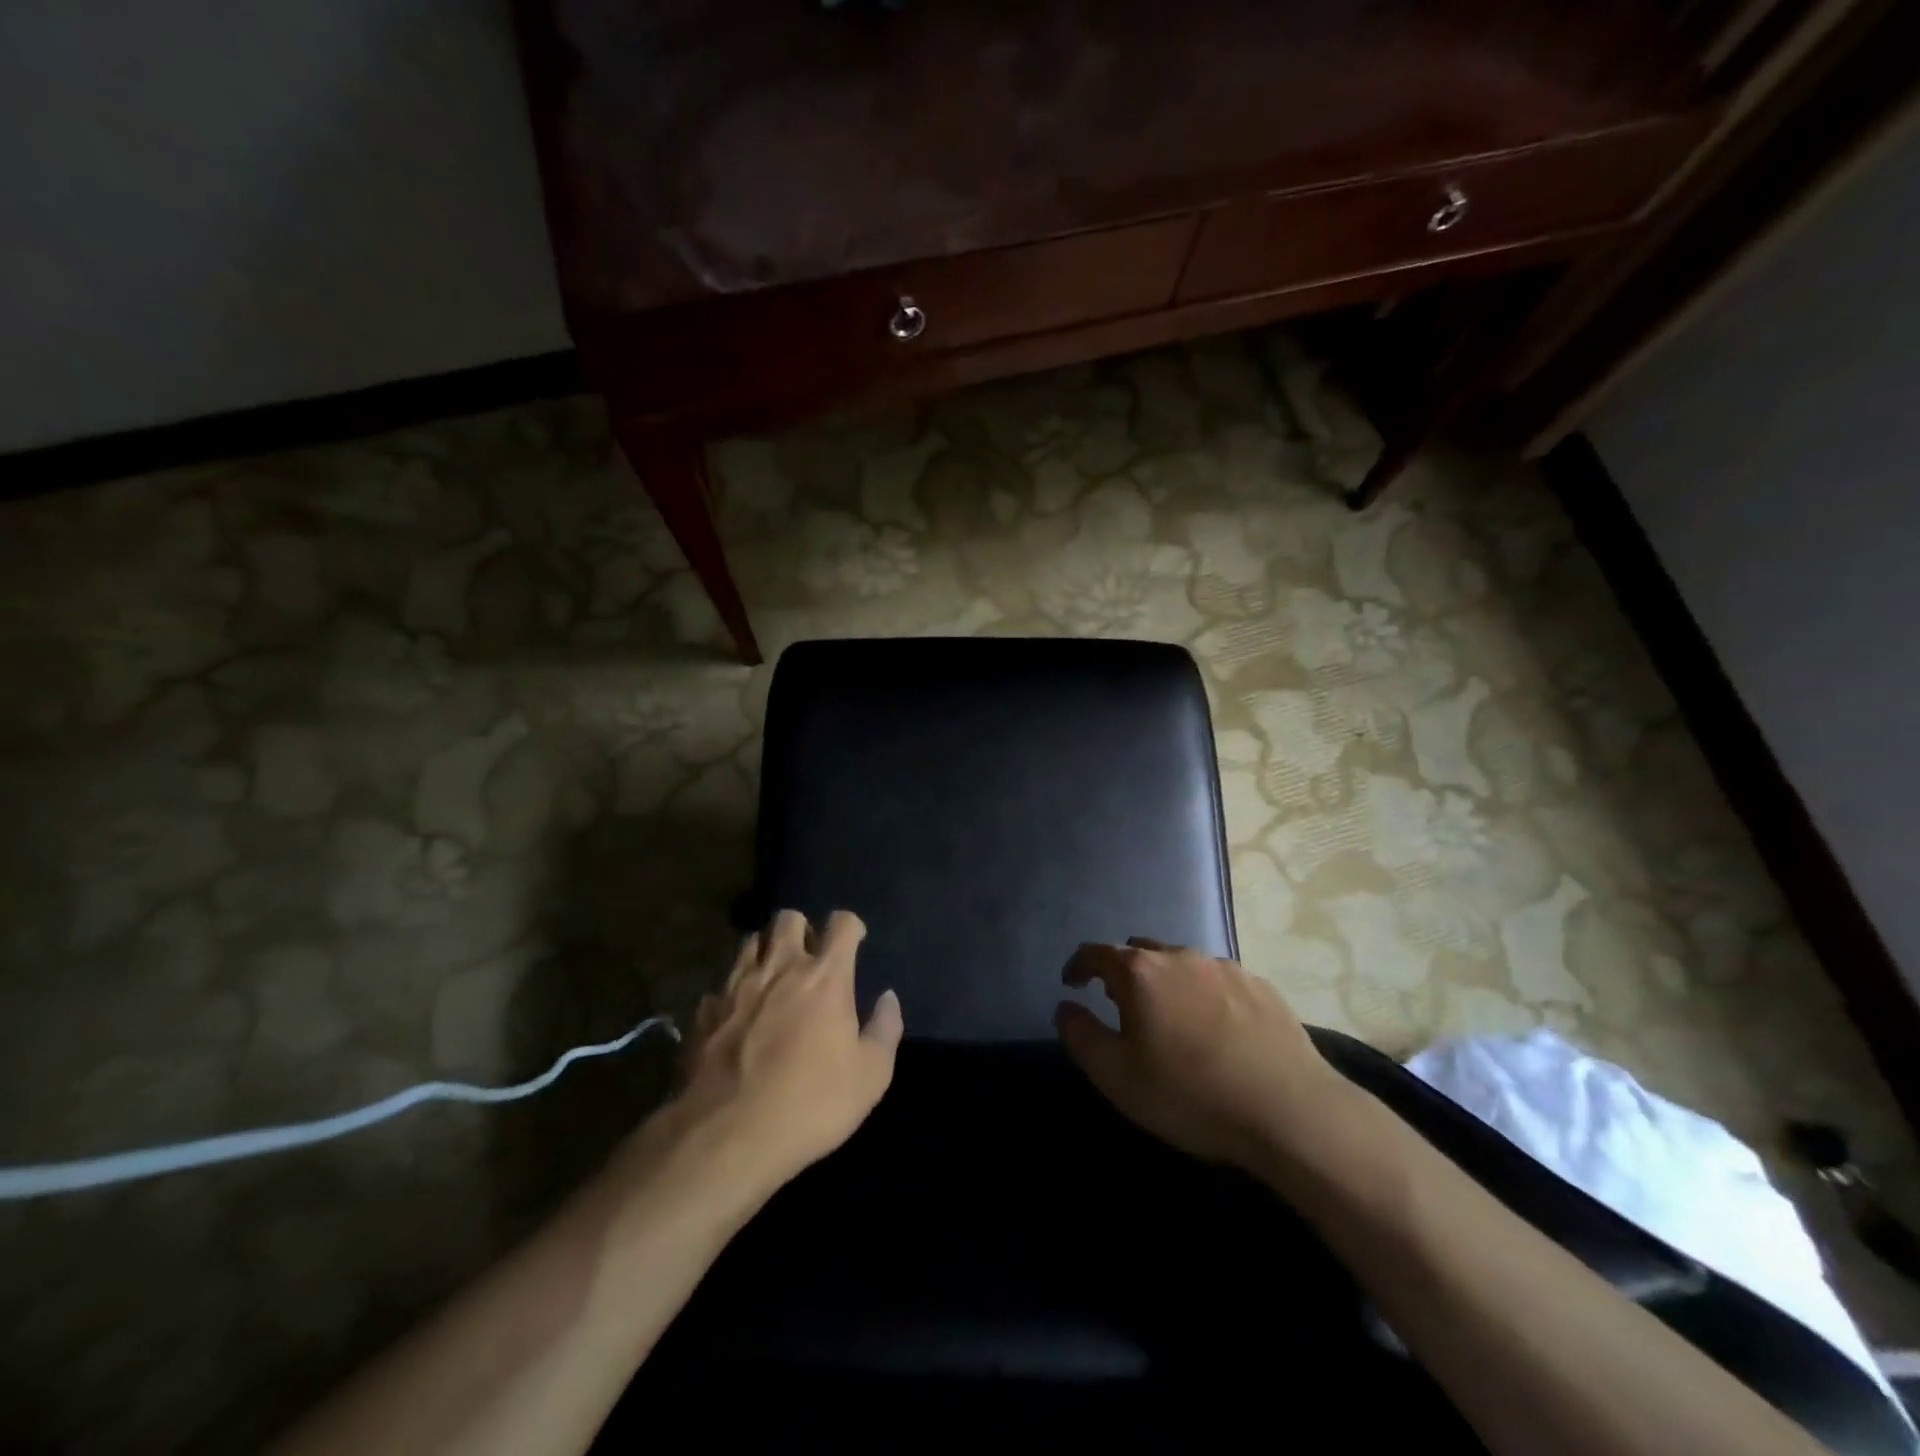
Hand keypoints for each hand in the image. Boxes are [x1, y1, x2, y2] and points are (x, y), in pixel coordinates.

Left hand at [664, 909, 902, 1198]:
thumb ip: (885, 1029)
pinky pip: (721, 984)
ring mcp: (736, 986)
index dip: (851, 927)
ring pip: (750, 942)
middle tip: (809, 958)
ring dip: (766, 952)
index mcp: (825, 976)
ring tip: (773, 978)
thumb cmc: (810, 1104)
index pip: (841, 923)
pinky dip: (733, 992)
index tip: (855, 942)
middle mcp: (779, 967)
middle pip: (788, 918)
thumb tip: (888, 998)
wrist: (726, 1137)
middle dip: (802, 929)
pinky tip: (738, 1016)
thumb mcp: (870, 1076)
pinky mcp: (704, 1011)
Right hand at [1054, 938, 1347, 1171]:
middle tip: (1122, 1007)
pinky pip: (1219, 981)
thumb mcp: (1116, 1076)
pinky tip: (1217, 1030)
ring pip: (1182, 965)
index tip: (1072, 983)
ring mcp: (1226, 968)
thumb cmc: (1190, 1095)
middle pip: (1140, 953)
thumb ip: (1080, 1035)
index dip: (1078, 965)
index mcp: (1141, 972)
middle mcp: (1181, 957)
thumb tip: (1066, 1006)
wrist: (1291, 1113)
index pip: (1096, 952)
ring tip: (1171, 1019)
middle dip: (1124, 974)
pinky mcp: (1262, 987)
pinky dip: (1205, 995)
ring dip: (1167, 983)